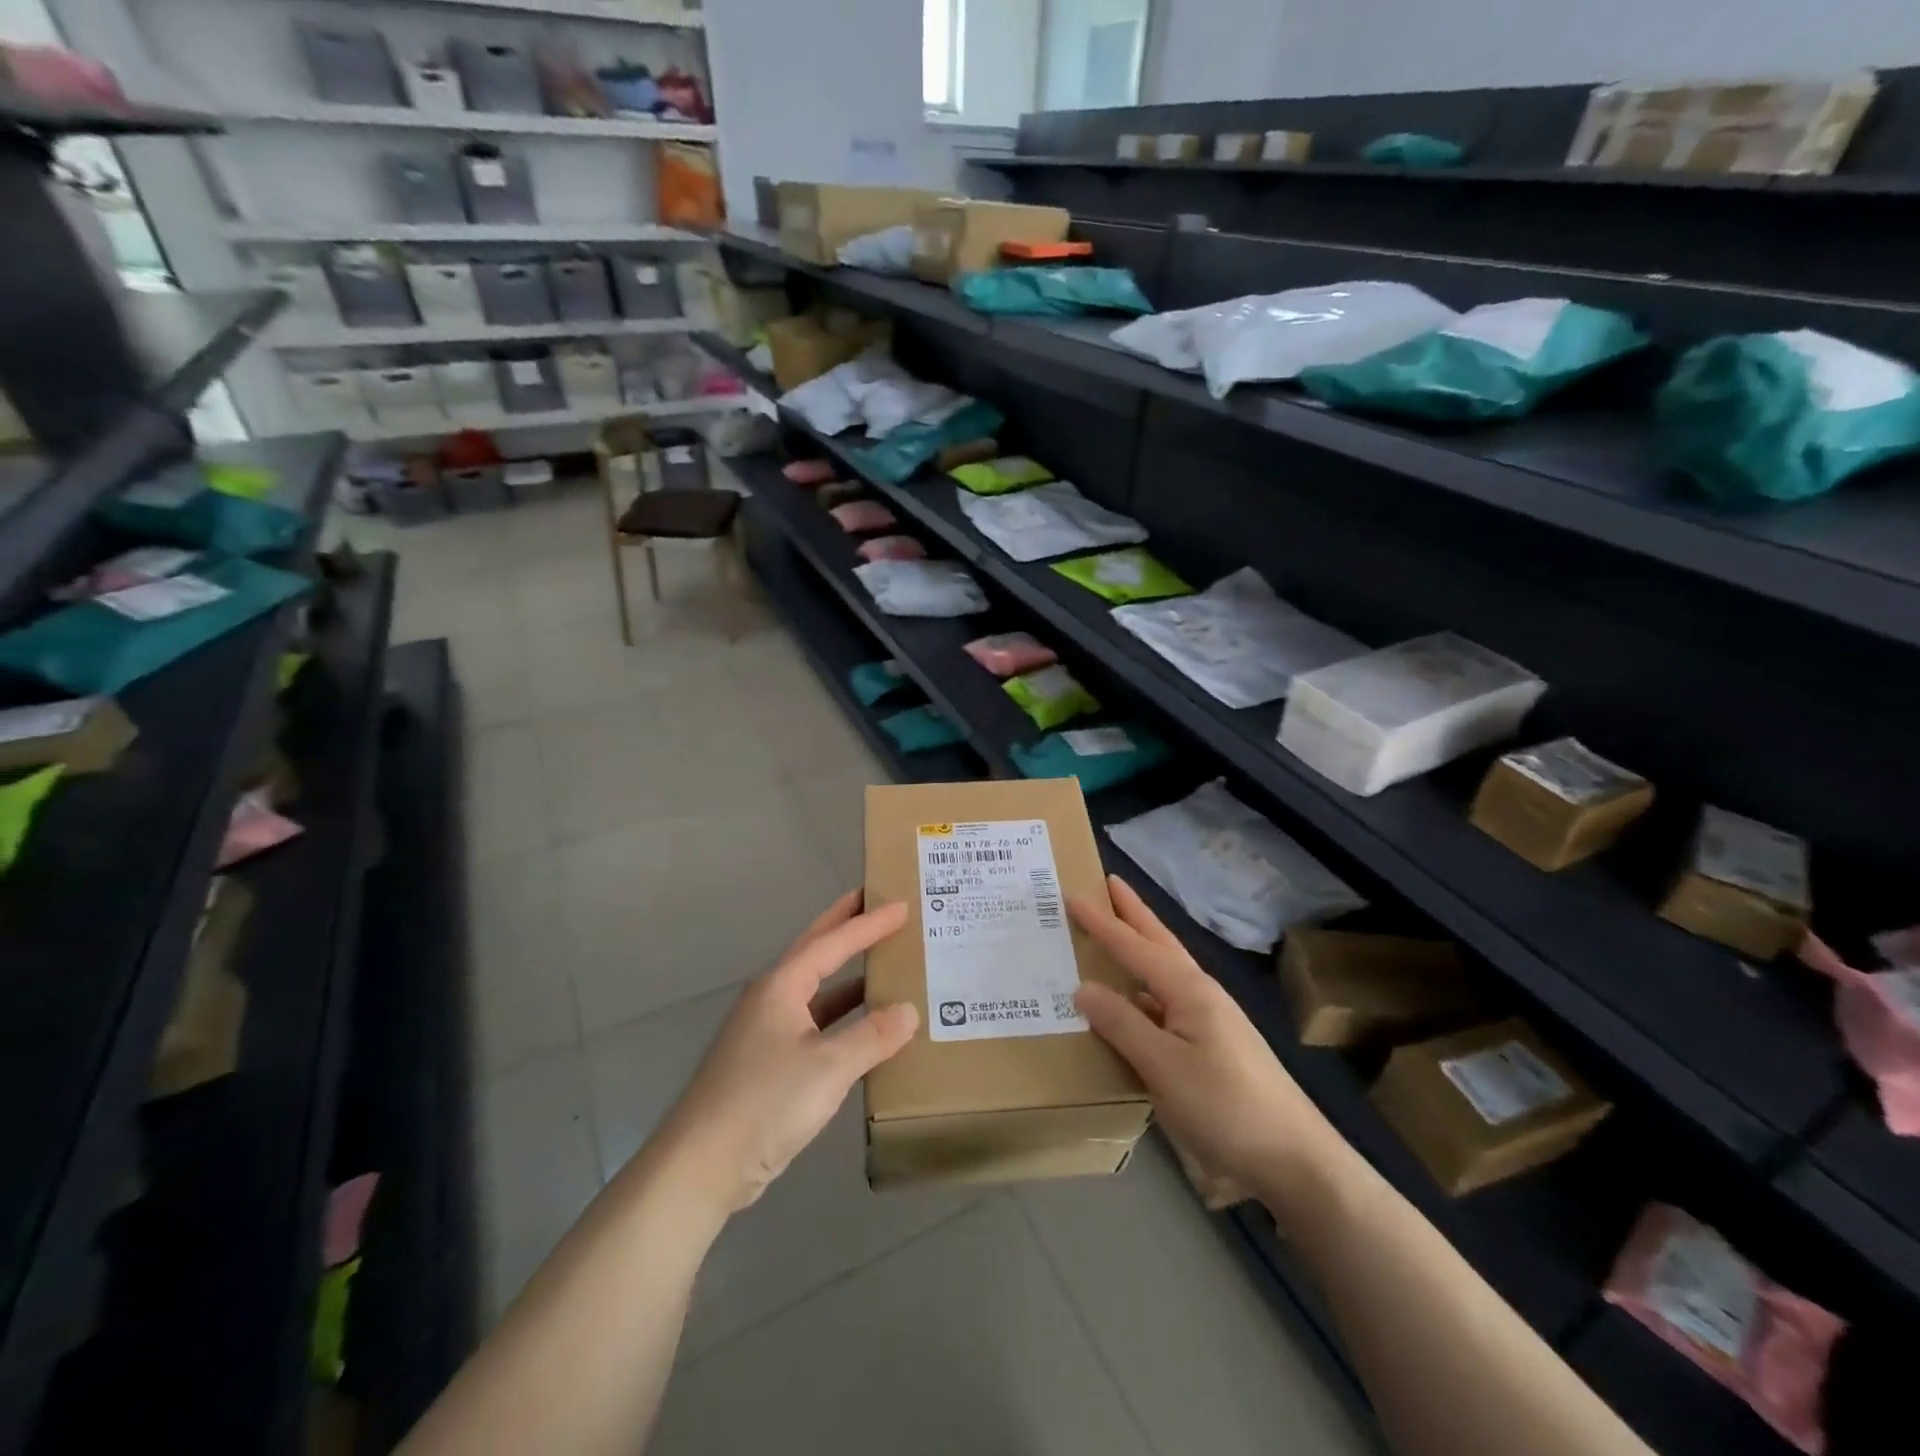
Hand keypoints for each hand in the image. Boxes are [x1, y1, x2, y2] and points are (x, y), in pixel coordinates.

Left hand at [650, 891, 918, 1217]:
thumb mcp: (829, 1067)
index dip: (869, 923)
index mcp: (781, 986)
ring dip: (847, 974)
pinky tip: (864, 1028)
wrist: (701, 1166)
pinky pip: (814, 1023)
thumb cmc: (765, 1103)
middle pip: (815, 951)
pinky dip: (842, 1016)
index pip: (833, 942)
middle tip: (876, 902)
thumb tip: (909, 1011)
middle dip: (845, 926)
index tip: (901, 905)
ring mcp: (766, 1031)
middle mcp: (771, 999)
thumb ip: (873, 1036)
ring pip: (815, 990)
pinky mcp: (767, 1064)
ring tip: (882, 960)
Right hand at [1071, 875, 1337, 1193]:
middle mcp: (1200, 996)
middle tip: (1108, 885)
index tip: (1074, 895)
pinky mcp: (1212, 1050)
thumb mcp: (1164, 1066)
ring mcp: (1209, 1023)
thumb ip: (1122, 1023)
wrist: (1294, 1161)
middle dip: (1133, 914)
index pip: (1135, 946)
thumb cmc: (1226, 1106)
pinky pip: (1165, 1006)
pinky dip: (1142, 993)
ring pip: (1164, 974)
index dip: (1102, 923)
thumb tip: (1083, 988)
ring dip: (1139, 950)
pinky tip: (1130, 1006)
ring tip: (1113, 936)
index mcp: (1189, 989)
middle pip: (1159, 943)